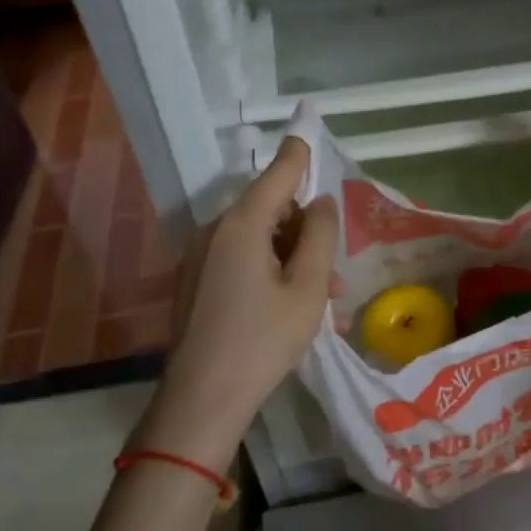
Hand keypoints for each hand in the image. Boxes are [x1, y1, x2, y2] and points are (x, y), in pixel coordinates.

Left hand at [137, 138, 339, 470]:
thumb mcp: (307, 288)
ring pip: (258, 240)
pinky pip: (240, 262)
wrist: (200, 400)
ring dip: (293, 259)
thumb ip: (321, 236)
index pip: (278, 173)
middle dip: (306, 231)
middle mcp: (215, 231)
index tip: (309, 130)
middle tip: (335, 273)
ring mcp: (200, 258)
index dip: (299, 154)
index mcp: (242, 224)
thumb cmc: (262, 341)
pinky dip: (269, 273)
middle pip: (270, 210)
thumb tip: (322, 202)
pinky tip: (291, 309)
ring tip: (323, 301)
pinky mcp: (195, 283)